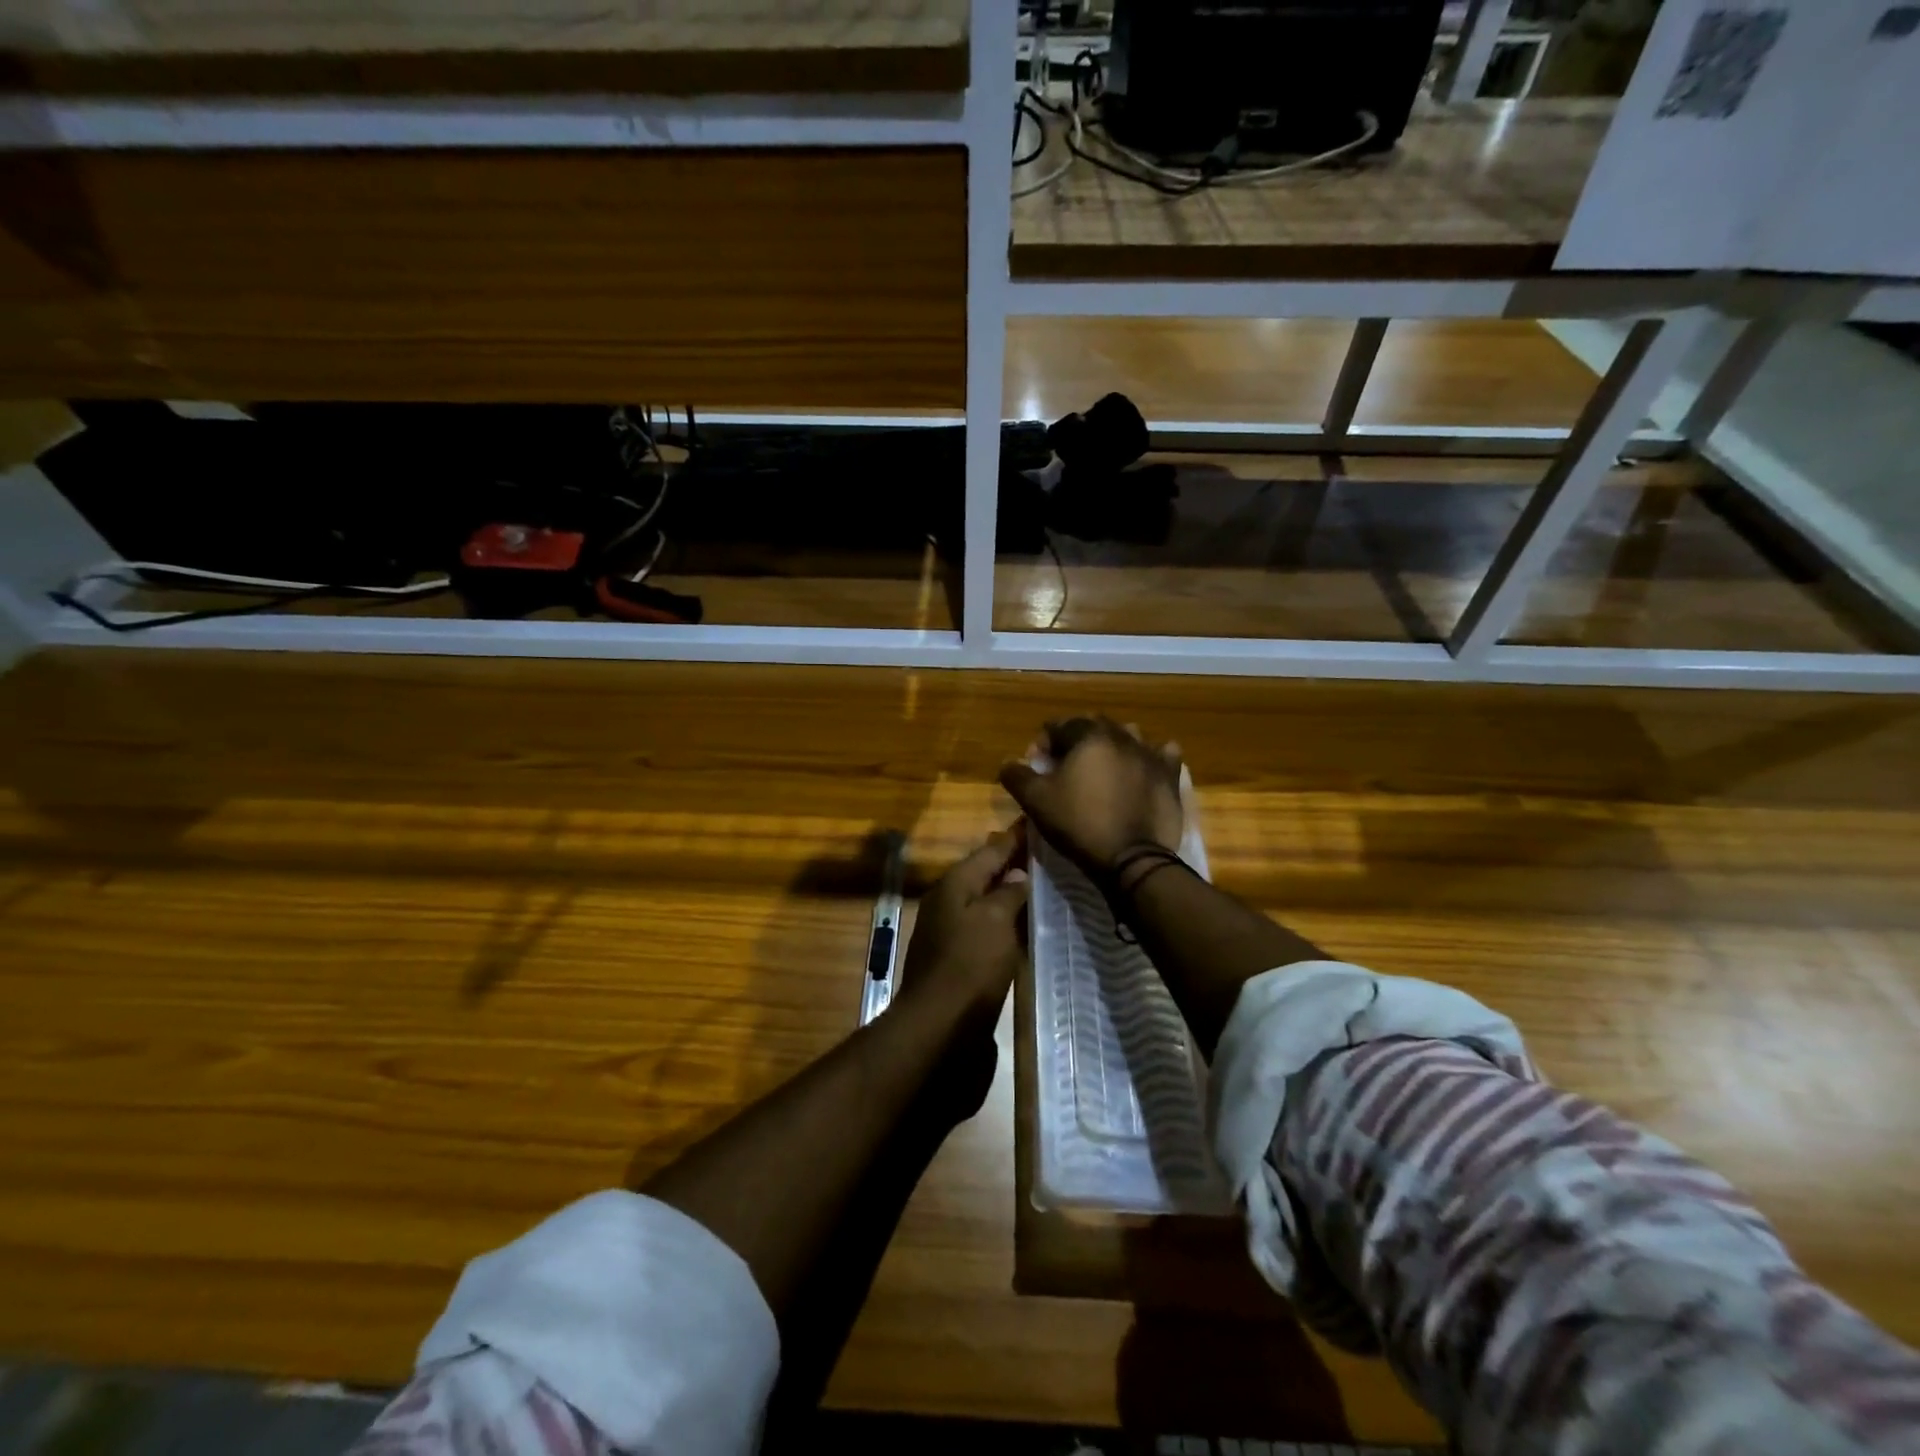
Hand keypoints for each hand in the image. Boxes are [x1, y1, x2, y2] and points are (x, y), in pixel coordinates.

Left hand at [896, 826, 1029, 1033]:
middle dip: (1015, 864)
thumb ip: (1009, 892)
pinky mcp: (960, 962)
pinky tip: (1030, 929)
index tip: (1040, 822)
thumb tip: (1018, 873)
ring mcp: (951, 934)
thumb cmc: (970, 966)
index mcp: (954, 885)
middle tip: (1052, 855)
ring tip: (1049, 888)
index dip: (1015, 837)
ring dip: (1012, 895)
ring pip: (987, 904)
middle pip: (986, 875)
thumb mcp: (995, 920)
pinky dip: (1009, 924)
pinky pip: (989, 931)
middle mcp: (949, 903)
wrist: (939, 1030)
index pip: (990, 849)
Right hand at [998, 716, 1183, 877]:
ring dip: (1113, 745)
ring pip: (1128, 736)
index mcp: (1088, 736)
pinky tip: (1141, 769)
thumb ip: (1017, 775)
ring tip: (1103, 769)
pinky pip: (1162, 754)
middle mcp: (1122, 736)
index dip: (1044, 744)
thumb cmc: (1079, 824)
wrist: (1132, 859)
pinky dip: (1150, 756)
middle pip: (1093, 726)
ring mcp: (1150, 754)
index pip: (1059, 726)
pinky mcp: (1170, 776)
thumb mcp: (1036, 802)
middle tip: (1067, 769)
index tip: (1038, 768)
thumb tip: (1010, 762)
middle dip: (1077, 741)